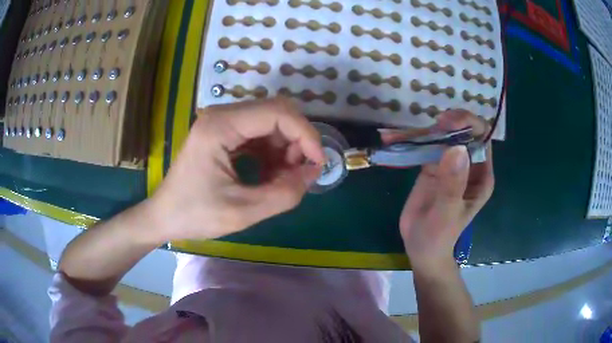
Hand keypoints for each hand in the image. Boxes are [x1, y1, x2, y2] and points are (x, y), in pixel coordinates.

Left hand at [148, 98, 324, 240]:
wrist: (164, 216)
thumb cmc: (195, 215)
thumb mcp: (243, 212)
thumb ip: (284, 193)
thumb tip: (313, 173)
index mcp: (220, 126)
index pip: (278, 112)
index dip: (306, 135)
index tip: (317, 164)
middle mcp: (221, 115)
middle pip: (276, 112)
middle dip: (296, 141)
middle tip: (297, 173)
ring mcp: (221, 122)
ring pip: (270, 122)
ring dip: (285, 148)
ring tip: (282, 178)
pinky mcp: (223, 133)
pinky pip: (259, 133)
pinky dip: (272, 152)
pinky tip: (269, 174)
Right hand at [399, 110, 493, 270]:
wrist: (420, 248)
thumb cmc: (439, 236)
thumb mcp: (447, 213)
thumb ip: (453, 184)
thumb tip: (457, 148)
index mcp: (481, 175)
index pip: (483, 138)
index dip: (469, 124)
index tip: (448, 123)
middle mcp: (469, 165)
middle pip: (463, 131)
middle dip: (449, 122)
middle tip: (432, 124)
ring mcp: (449, 163)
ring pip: (442, 135)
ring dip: (424, 129)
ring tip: (398, 133)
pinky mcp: (432, 166)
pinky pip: (424, 146)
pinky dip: (409, 140)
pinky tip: (391, 138)